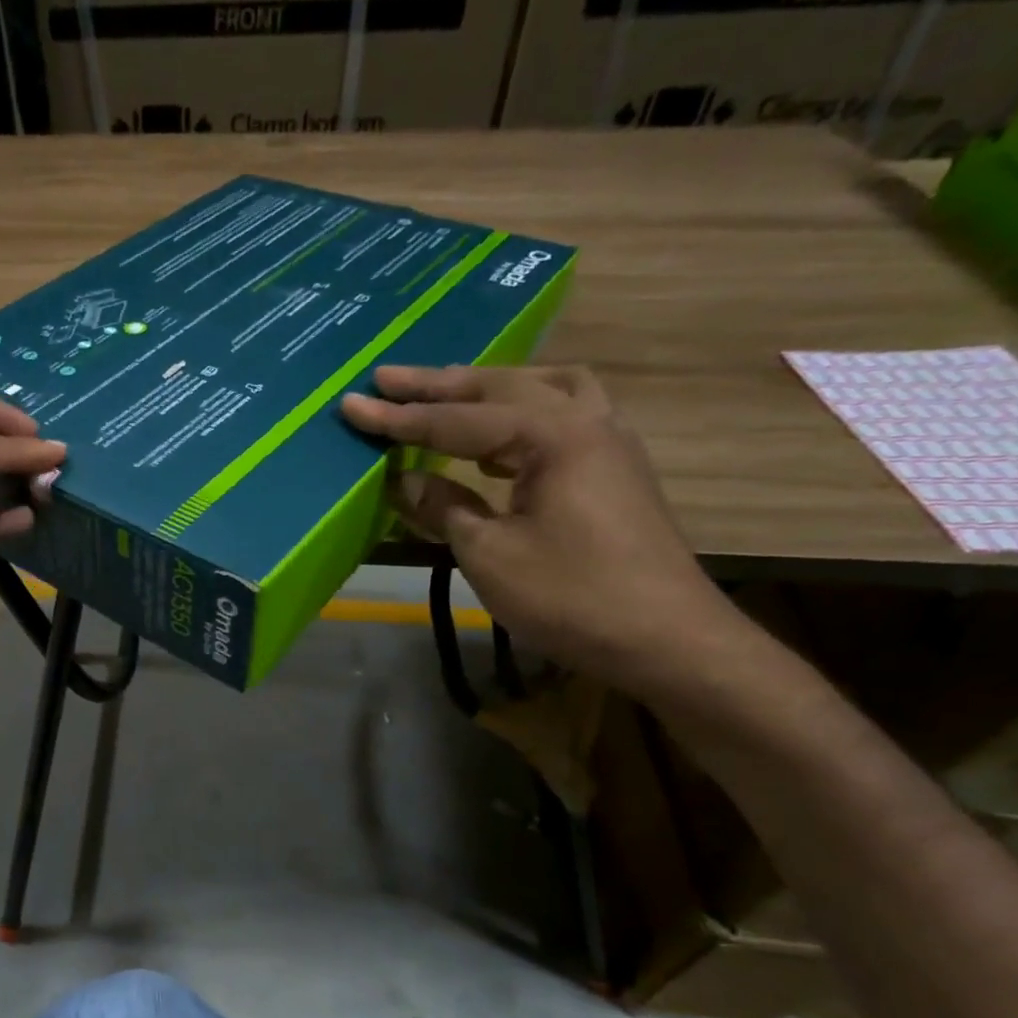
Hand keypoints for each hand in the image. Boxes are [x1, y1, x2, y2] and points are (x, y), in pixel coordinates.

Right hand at [342, 365, 744, 701]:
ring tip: (447, 394)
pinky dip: (521, 414)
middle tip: (387, 379)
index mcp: (553, 436)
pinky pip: (563, 415)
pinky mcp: (615, 469)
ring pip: (543, 389)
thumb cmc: (571, 596)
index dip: (399, 418)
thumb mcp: (490, 554)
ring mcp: (608, 442)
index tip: (352, 405)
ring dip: (489, 388)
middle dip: (439, 384)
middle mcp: (586, 421)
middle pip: (502, 387)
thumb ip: (445, 508)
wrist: (665, 638)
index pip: (458, 420)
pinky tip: (497, 442)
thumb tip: (405, 481)